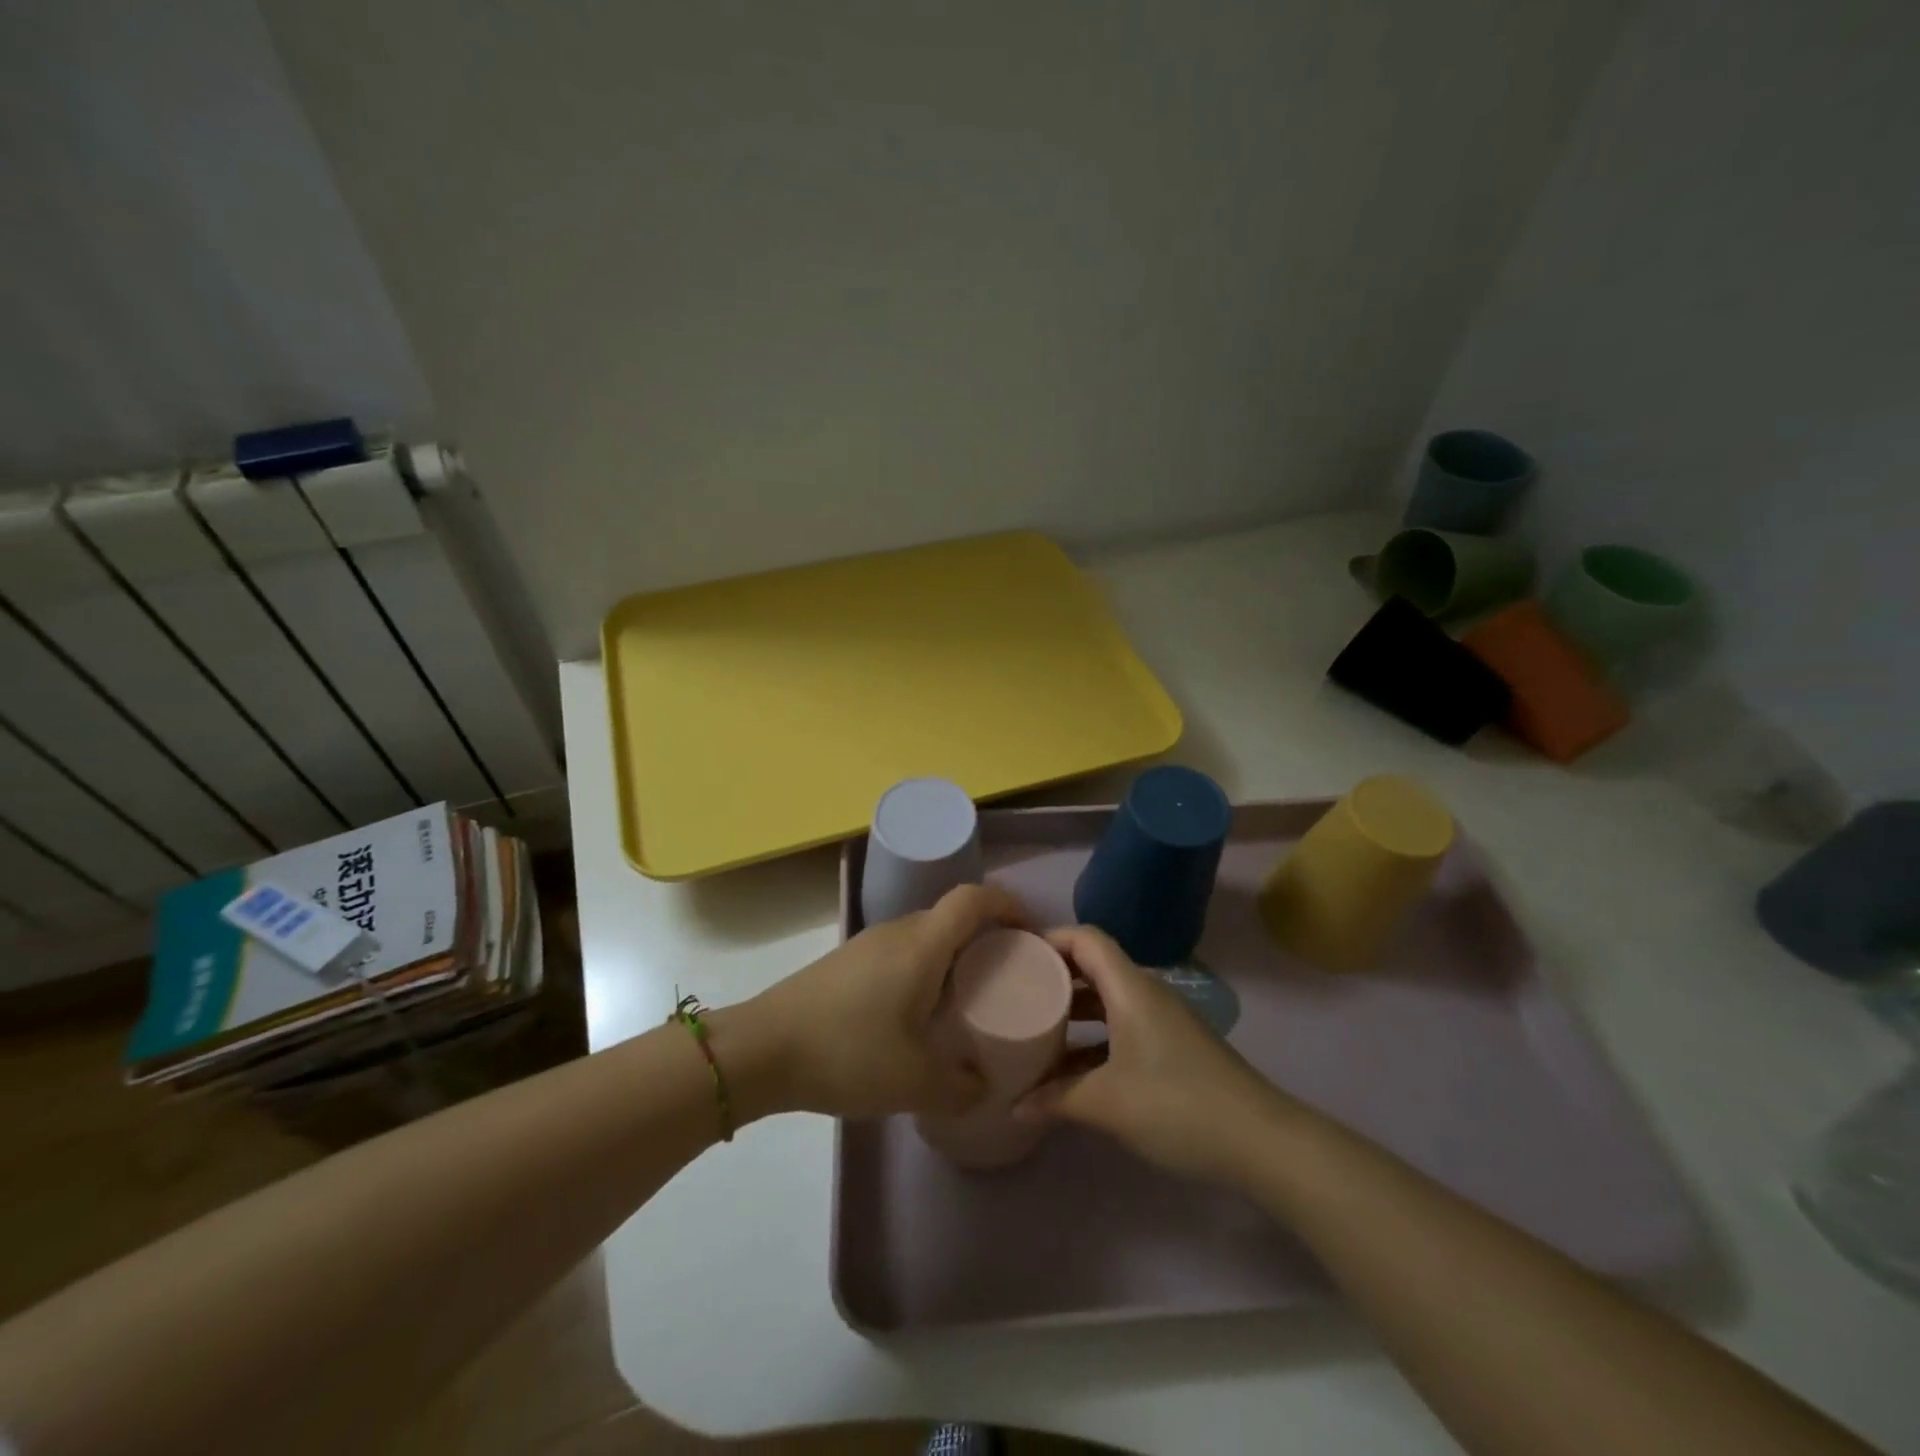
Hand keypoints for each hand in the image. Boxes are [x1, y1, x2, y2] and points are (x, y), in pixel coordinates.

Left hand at [741, 884, 1027, 1119]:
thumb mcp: (915, 1082)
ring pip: (925, 935)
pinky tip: (918, 1013)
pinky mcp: (846, 962)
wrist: (761, 1048)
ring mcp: (867, 943)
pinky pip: (901, 952)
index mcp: (922, 944)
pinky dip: (924, 968)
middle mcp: (897, 931)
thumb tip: (985, 1086)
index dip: (1009, 904)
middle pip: (952, 916)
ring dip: (953, 955)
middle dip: (987, 936)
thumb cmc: (847, 1052)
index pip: (975, 898)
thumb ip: (961, 1088)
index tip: (1032, 932)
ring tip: (968, 997)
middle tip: (1008, 976)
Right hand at [1017, 925, 1289, 1181]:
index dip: (1051, 939)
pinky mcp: (1172, 1047)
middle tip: (1017, 990)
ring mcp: (1162, 1021)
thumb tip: (1014, 1105)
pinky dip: (1095, 1037)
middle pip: (1095, 966)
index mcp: (1130, 989)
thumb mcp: (1108, 1103)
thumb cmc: (1178, 1106)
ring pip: (1108, 999)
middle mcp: (1146, 994)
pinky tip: (1072, 1068)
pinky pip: (1122, 1026)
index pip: (1086, 938)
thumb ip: (1056, 1099)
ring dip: (1075, 1010)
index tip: (1016, 955)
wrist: (1261, 1142)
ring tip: (1037, 1027)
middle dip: (1056, 975)